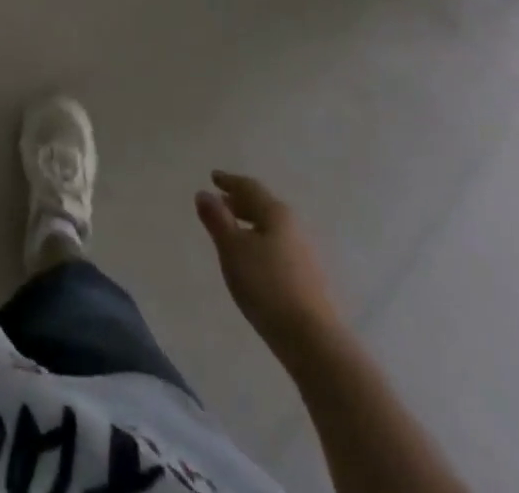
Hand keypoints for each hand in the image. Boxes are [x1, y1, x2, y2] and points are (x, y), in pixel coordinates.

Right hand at [196, 172, 341, 353]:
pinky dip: (260, 243)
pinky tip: (253, 260)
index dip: (229, 181)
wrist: (313, 342)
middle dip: (239, 203)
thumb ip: (217, 219)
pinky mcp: (309, 279)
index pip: (249, 187)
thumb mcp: (232, 249)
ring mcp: (305, 254)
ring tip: (232, 232)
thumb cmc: (267, 286)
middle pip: (263, 206)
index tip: (213, 177)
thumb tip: (204, 194)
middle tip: (219, 203)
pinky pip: (278, 247)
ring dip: (250, 224)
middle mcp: (294, 227)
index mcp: (276, 213)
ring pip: (271, 228)